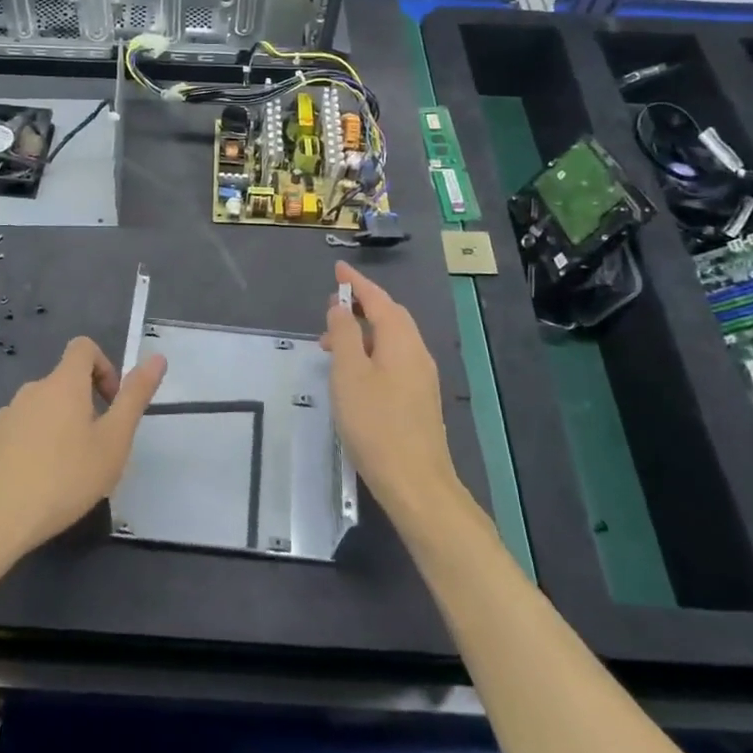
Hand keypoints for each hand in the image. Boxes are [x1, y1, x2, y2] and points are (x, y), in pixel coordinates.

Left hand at [0, 336, 167, 565]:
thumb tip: (157, 358)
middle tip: (93, 452)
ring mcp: (1, 416)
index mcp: (63, 385)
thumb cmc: (63, 480)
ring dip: (54, 430)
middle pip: (62, 384)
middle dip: (82, 408)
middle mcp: (30, 391)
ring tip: (62, 476)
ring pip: (37, 412)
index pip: (83, 348)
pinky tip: (29, 486)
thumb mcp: (113, 443)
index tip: (110, 404)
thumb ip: (135, 398)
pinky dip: (27, 449)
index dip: (103, 367)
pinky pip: (13, 434)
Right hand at [322, 262, 460, 524]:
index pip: (379, 299)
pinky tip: (354, 372)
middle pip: (390, 317)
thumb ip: (344, 335)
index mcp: (401, 341)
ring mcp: (421, 377)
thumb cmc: (375, 424)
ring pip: (392, 340)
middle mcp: (416, 352)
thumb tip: (341, 308)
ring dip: (363, 332)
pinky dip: (372, 352)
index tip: (338, 269)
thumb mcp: (349, 374)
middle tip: (332, 306)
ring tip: (331, 343)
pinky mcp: (419, 399)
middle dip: (362, 306)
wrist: (416, 483)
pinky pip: (394, 359)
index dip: (357, 283)